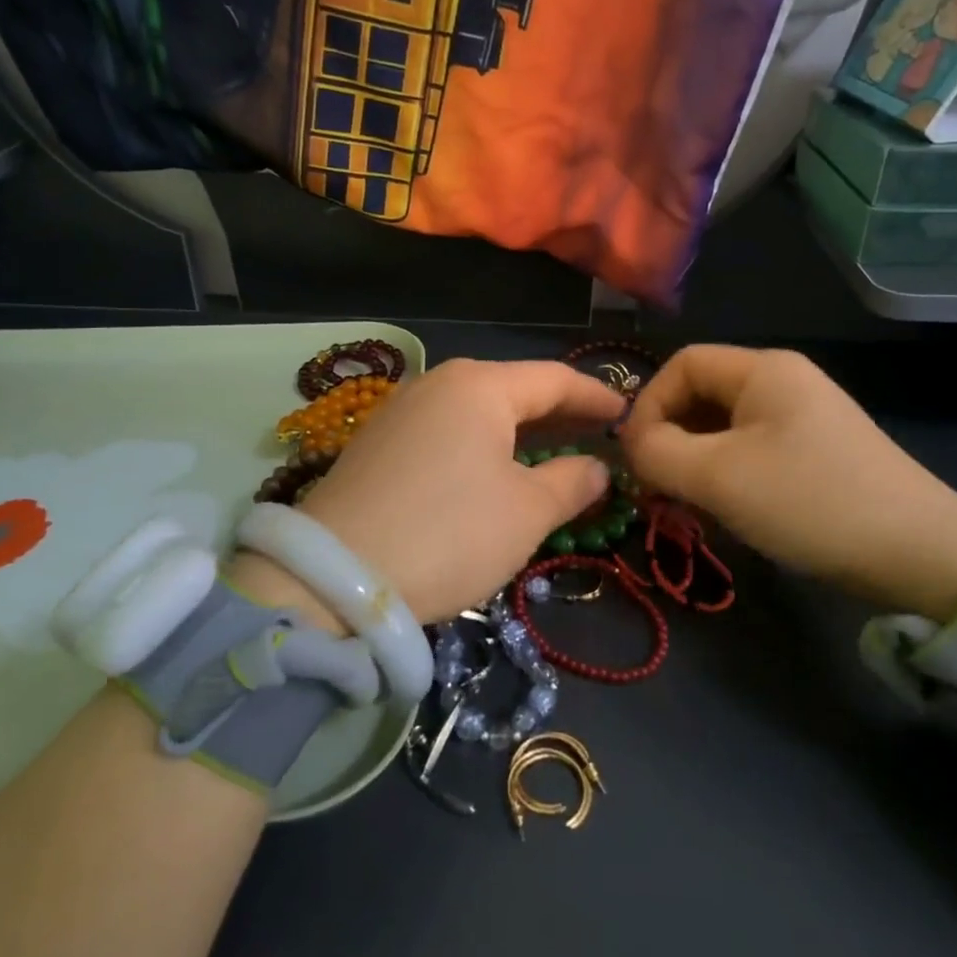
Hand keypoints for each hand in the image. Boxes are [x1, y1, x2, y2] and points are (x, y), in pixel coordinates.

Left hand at [236, 359, 624, 626]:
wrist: (330, 577)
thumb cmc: (449, 534)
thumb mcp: (526, 513)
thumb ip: (571, 482)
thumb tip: (596, 468)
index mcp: (480, 386)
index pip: (554, 379)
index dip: (595, 396)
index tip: (626, 413)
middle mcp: (438, 384)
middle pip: (513, 390)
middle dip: (559, 413)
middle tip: (597, 434)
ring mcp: (402, 411)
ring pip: (478, 412)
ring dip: (519, 431)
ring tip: (553, 451)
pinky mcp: (378, 445)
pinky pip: (447, 432)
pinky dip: (482, 445)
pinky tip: (494, 470)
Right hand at [621, 346, 956, 620]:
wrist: (920, 555)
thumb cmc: (809, 501)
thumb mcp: (718, 477)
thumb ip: (657, 453)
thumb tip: (632, 445)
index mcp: (763, 369)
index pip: (682, 365)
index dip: (648, 404)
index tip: (636, 457)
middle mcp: (784, 382)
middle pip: (701, 395)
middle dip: (669, 438)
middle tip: (656, 488)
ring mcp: (804, 418)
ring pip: (723, 428)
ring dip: (695, 462)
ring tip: (687, 505)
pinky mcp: (817, 453)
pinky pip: (751, 451)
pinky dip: (726, 475)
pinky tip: (726, 512)